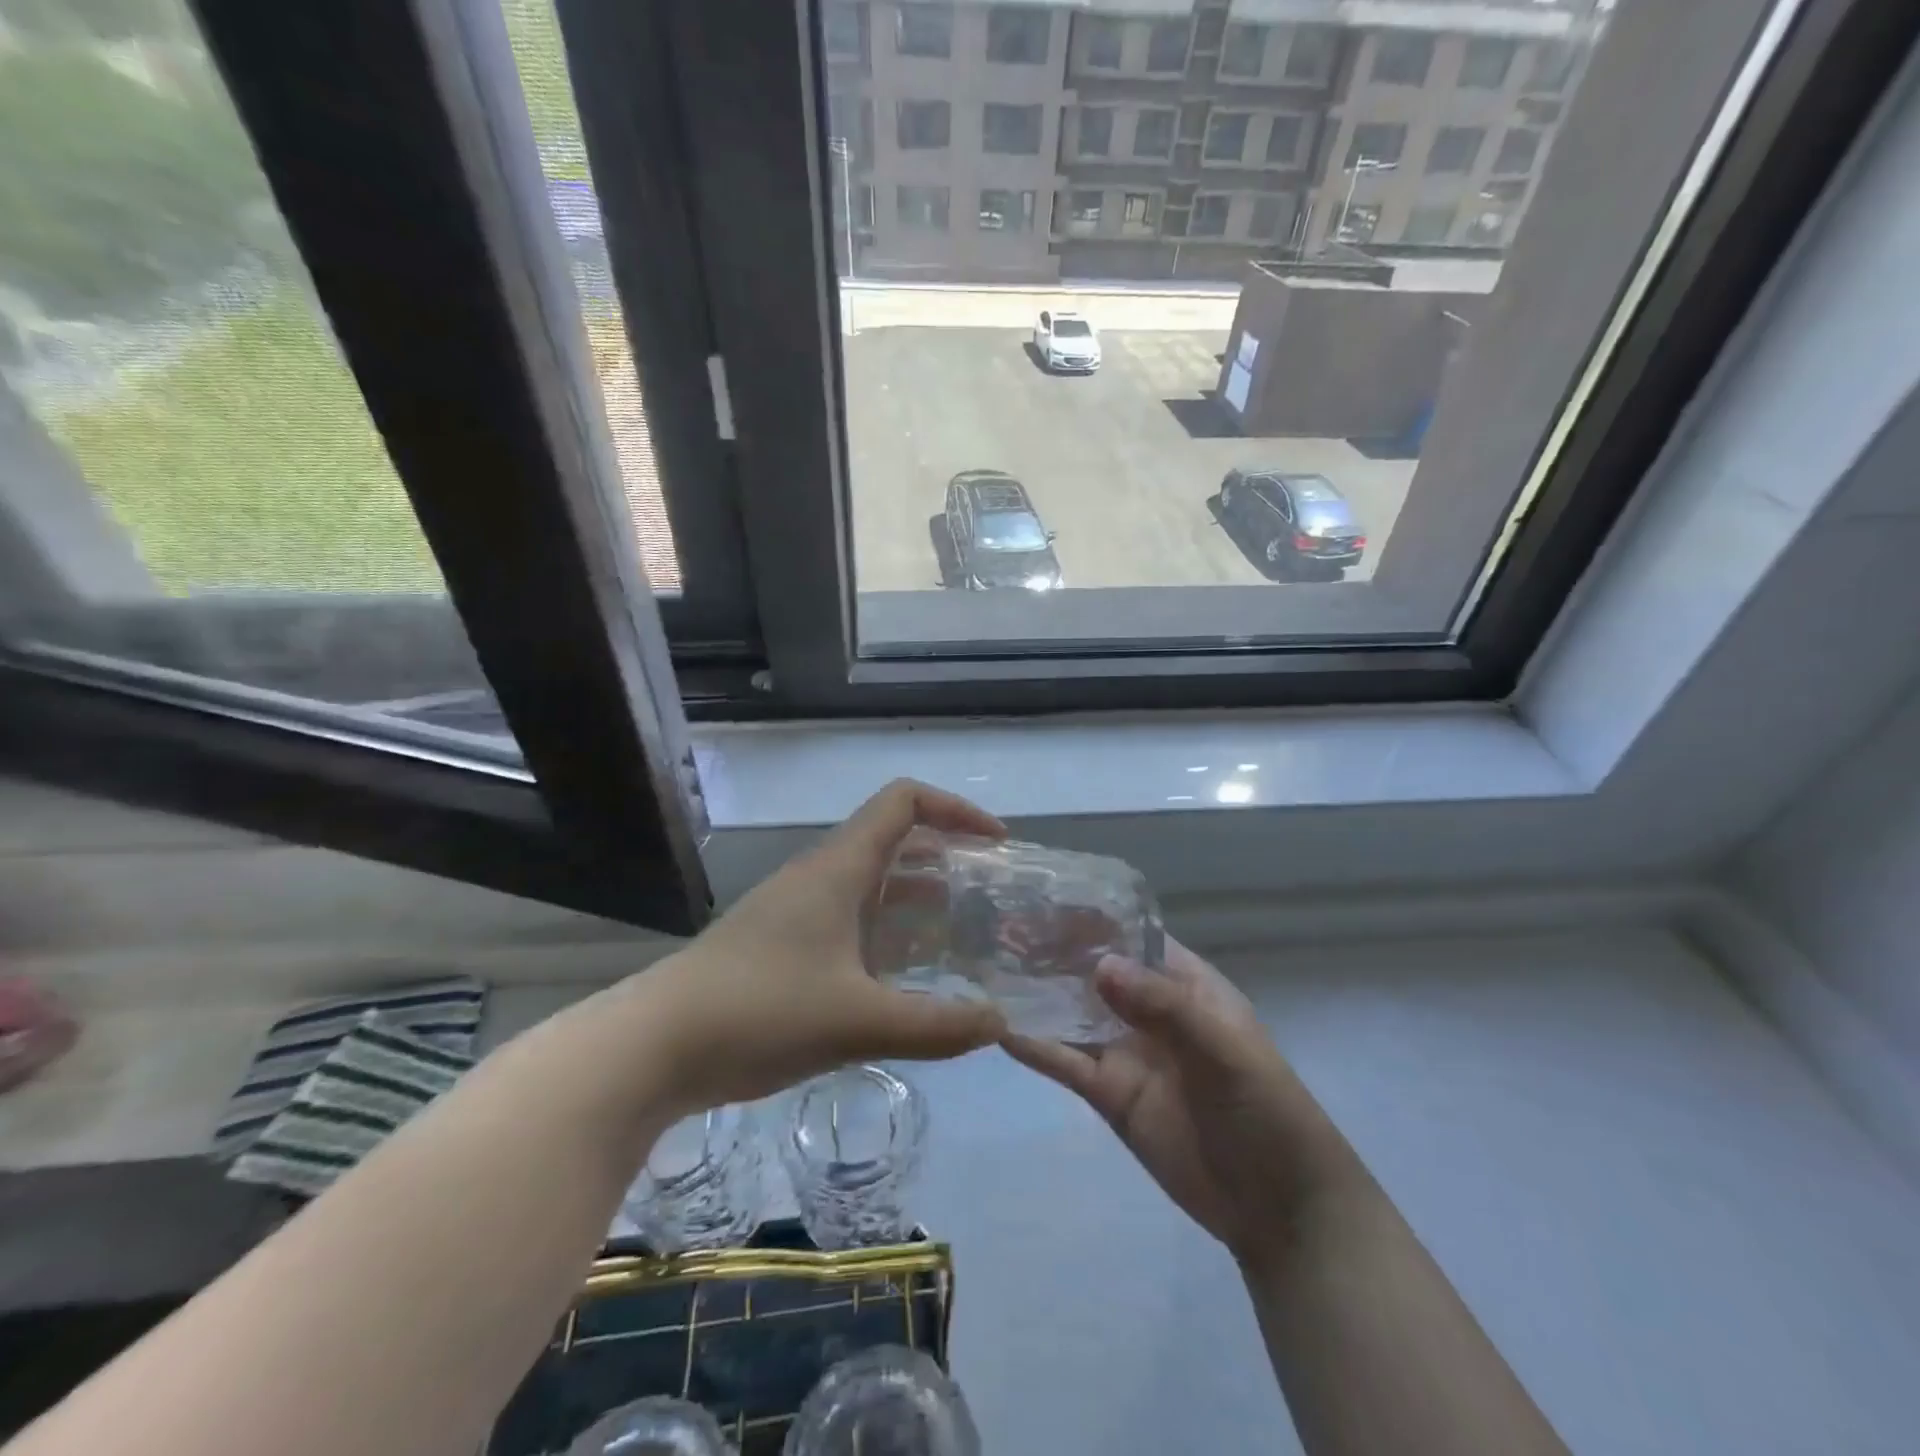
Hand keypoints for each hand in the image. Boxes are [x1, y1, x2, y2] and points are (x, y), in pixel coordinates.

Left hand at [623, 780, 1009, 1115]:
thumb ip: (936, 1025)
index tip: (995, 843)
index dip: (955, 809)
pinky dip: (884, 930)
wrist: (654, 1046)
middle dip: (944, 855)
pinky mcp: (779, 942)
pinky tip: (901, 976)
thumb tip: (999, 1025)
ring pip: (868, 881)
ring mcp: (794, 908)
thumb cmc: (760, 1012)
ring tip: (958, 932)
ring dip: (915, 896)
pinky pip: (847, 917)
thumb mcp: (858, 1021)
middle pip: (891, 838)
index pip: (904, 802)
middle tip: (986, 893)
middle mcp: (818, 875)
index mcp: (838, 868)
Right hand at [1004, 939, 1364, 1270]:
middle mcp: (1151, 1011)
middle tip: (1000, 929)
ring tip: (989, 968)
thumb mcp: (1222, 1049)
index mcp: (1186, 985)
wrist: (1280, 1209)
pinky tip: (1000, 1029)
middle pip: (1096, 973)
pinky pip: (1068, 1063)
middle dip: (1054, 953)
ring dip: (1039, 995)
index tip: (1043, 898)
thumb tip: (1098, 966)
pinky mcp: (1110, 1094)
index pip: (1133, 938)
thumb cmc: (1266, 1110)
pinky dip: (1037, 1046)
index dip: (1093, 919)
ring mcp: (1127, 1052)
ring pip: (1075, 1014)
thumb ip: (1162, 1006)